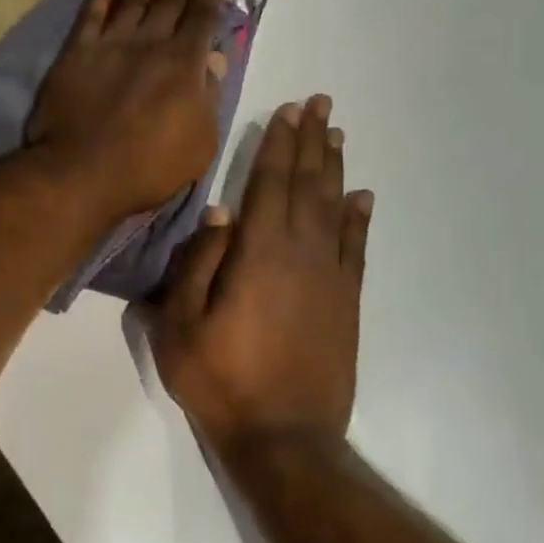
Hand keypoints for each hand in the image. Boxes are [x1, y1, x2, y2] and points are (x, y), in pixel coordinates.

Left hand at [27, 0, 229, 219]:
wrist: (82, 172)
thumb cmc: (149, 167)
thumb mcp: (200, 142)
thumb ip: (209, 98)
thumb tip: (216, 61)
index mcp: (184, 64)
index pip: (202, 18)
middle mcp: (149, 43)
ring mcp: (110, 44)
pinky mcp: (76, 53)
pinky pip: (91, 14)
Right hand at [149, 95, 373, 452]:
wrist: (284, 437)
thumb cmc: (220, 379)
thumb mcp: (181, 324)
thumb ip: (197, 264)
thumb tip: (218, 213)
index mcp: (258, 253)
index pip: (269, 184)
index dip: (278, 144)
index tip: (288, 110)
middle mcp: (301, 254)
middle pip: (307, 185)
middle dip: (311, 142)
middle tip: (319, 105)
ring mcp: (329, 277)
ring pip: (334, 208)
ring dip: (334, 169)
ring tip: (336, 135)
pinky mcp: (346, 302)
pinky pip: (356, 248)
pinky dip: (359, 219)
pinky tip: (362, 197)